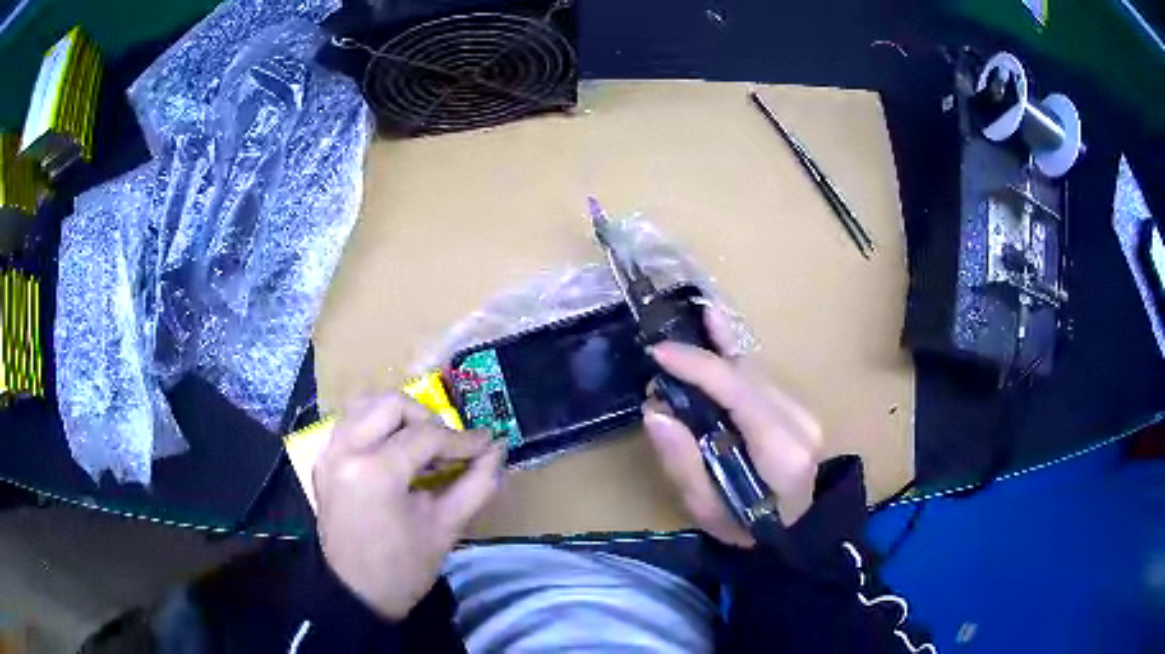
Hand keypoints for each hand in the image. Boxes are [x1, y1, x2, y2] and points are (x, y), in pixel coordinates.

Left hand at [314, 393, 505, 619]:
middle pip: (391, 404)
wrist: (357, 594)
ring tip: (422, 447)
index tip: (487, 444)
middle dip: (427, 419)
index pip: (425, 436)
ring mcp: (328, 452)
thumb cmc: (404, 568)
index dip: (462, 439)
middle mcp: (344, 450)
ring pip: (366, 405)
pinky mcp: (322, 460)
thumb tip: (497, 450)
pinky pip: (351, 423)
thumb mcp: (446, 528)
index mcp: (374, 472)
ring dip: (399, 419)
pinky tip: (395, 453)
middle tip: (448, 446)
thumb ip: (476, 484)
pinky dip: (376, 427)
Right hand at [642, 307, 821, 547]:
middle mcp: (800, 422)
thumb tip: (655, 410)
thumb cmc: (746, 529)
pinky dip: (734, 351)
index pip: (740, 393)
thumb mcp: (707, 510)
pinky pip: (760, 375)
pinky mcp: (798, 409)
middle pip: (747, 376)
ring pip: (755, 369)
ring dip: (717, 349)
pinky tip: (718, 322)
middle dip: (701, 358)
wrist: (793, 534)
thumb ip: (683, 462)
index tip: (658, 353)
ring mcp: (804, 412)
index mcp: (782, 451)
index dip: (699, 367)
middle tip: (659, 354)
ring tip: (684, 324)